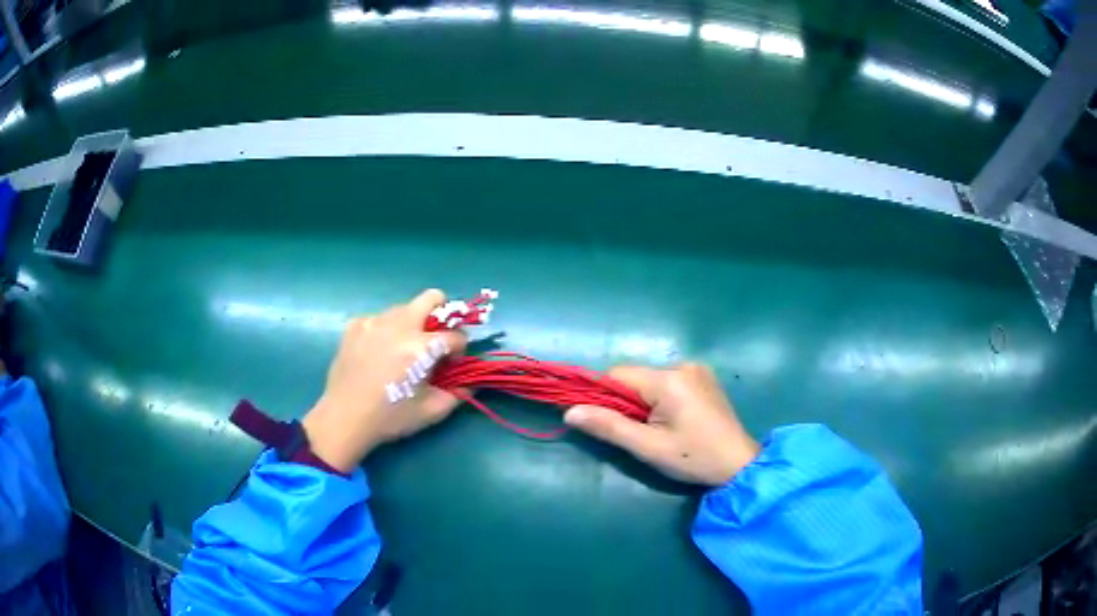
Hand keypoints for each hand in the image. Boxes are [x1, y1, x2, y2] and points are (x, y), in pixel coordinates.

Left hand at [302, 290, 467, 472]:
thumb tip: (469, 381)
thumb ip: (457, 394)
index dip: (459, 350)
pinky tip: (377, 352)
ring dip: (412, 324)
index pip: (455, 335)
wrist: (344, 418)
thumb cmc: (389, 417)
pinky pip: (379, 318)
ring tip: (401, 350)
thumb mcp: (431, 412)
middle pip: (432, 298)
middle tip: (434, 339)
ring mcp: (374, 321)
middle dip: (442, 315)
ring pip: (404, 308)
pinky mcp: (356, 324)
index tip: (451, 363)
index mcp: (420, 348)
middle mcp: (399, 326)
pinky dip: (385, 330)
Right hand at [564, 363, 759, 485]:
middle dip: (627, 402)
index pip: (617, 375)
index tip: (606, 422)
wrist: (739, 464)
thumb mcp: (648, 448)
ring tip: (660, 429)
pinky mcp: (704, 377)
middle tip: (639, 432)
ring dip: (644, 401)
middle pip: (634, 378)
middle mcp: (682, 365)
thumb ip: (609, 427)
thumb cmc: (693, 458)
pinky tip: (675, 420)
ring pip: (650, 380)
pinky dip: (661, 398)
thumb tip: (570, 411)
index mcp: (668, 380)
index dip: (604, 397)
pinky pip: (668, 382)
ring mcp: (696, 369)